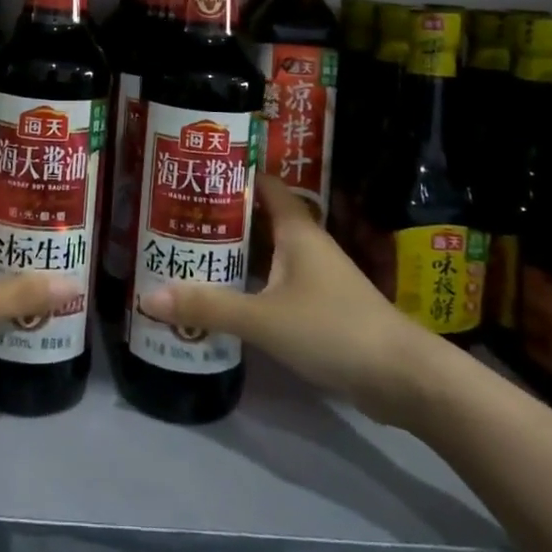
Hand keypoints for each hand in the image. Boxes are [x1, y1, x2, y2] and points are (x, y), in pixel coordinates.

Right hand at [139, 174, 451, 427]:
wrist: (401, 377)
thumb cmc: (332, 329)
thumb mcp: (264, 318)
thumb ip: (209, 306)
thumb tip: (149, 296)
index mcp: (297, 229)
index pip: (262, 184)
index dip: (232, 175)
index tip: (194, 174)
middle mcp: (306, 243)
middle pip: (259, 219)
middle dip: (222, 217)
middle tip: (177, 218)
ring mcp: (316, 275)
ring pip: (267, 252)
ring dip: (235, 253)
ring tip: (190, 252)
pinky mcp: (320, 305)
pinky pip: (276, 281)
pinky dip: (251, 282)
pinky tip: (224, 295)